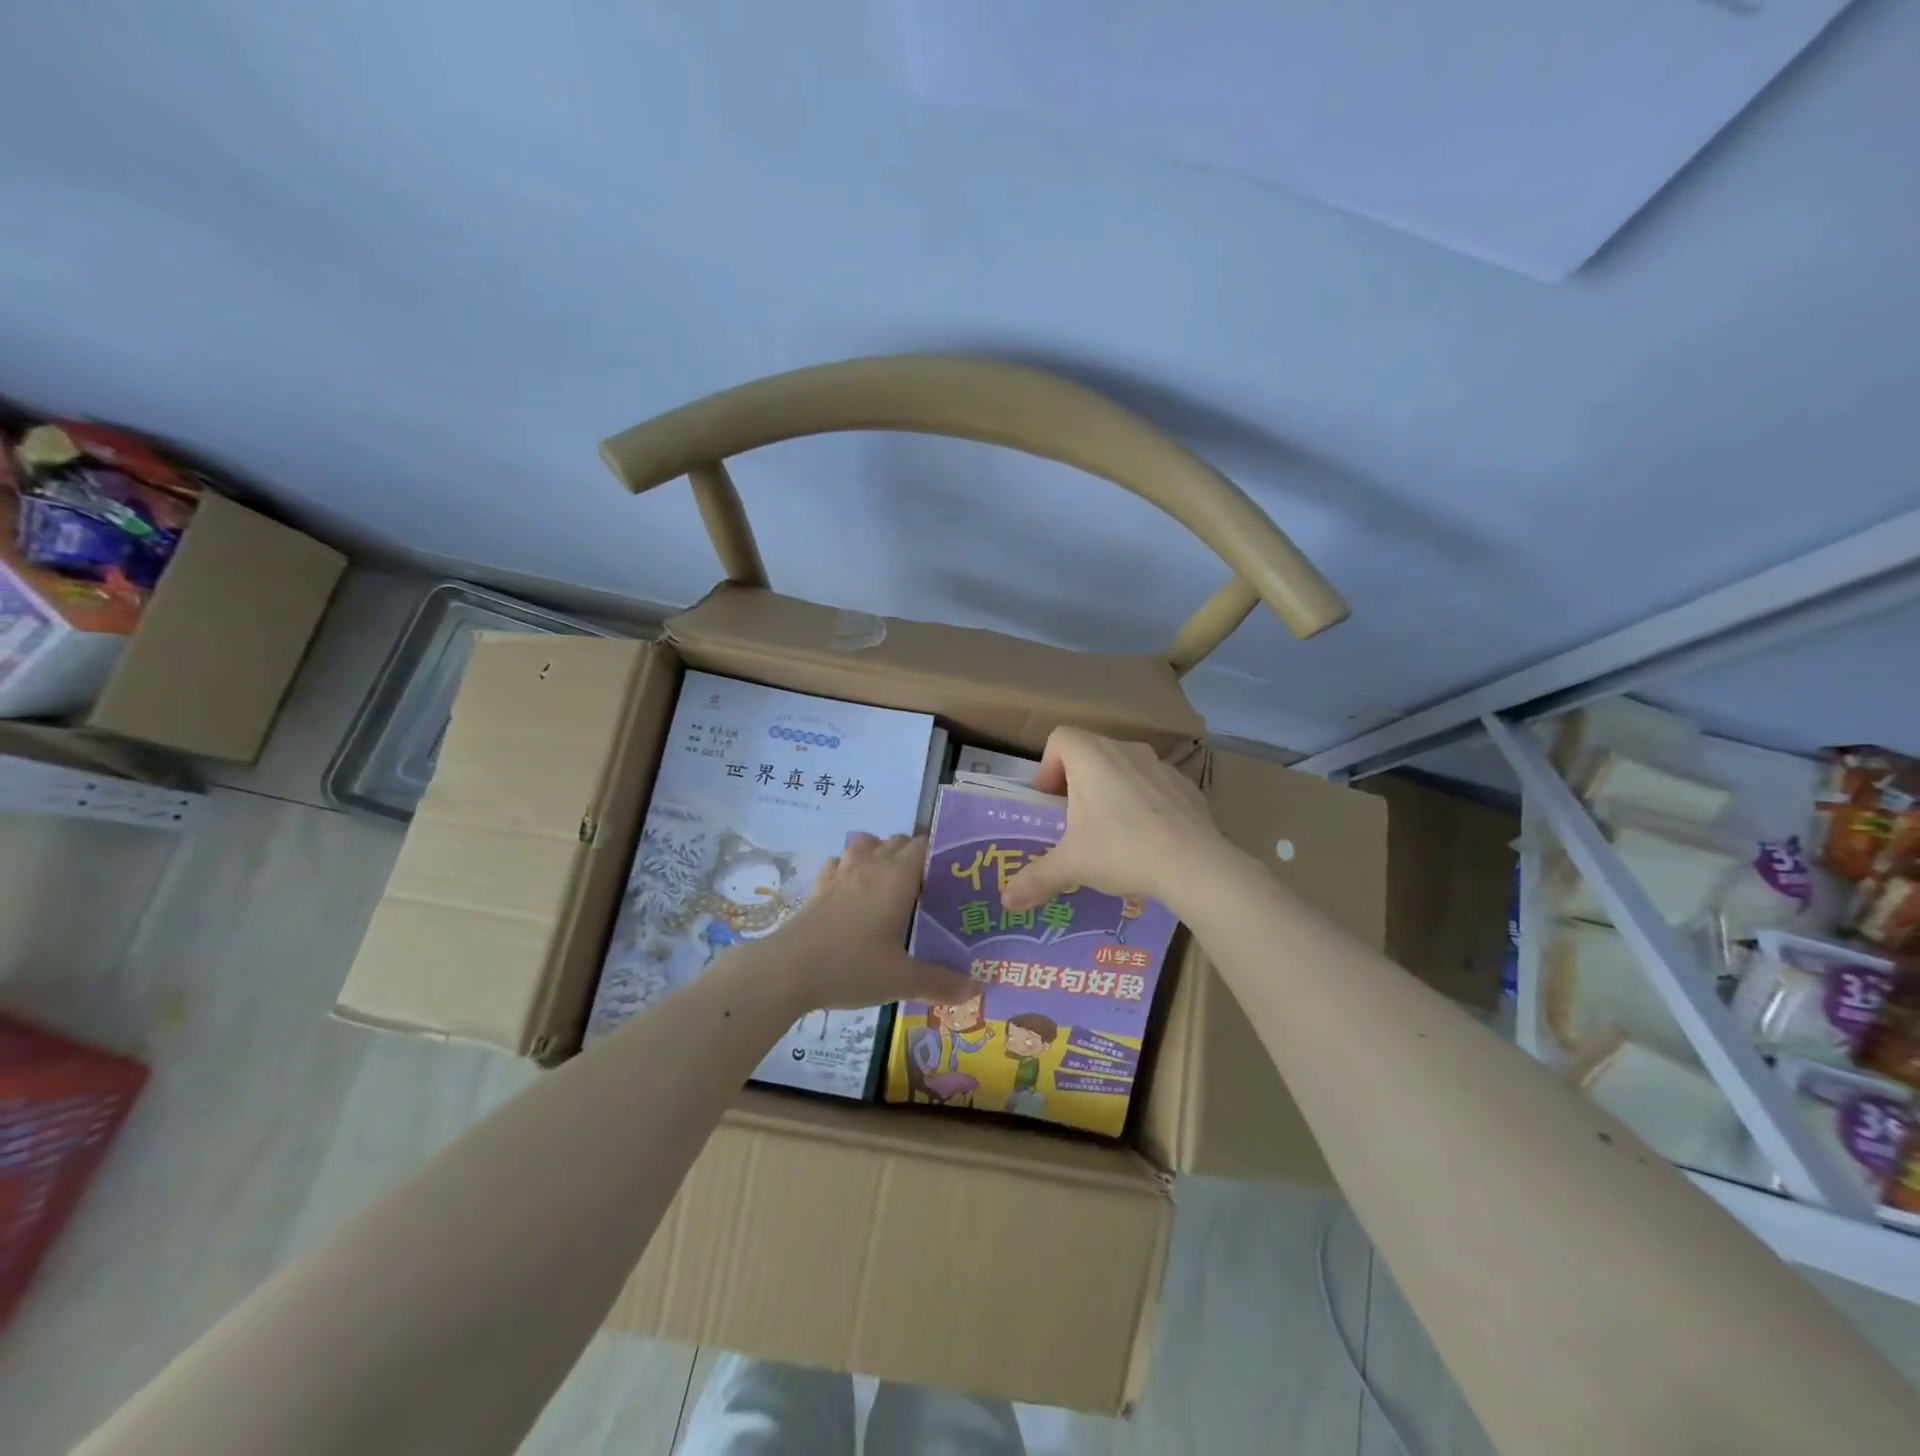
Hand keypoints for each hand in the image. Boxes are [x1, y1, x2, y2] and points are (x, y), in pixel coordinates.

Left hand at [774, 833, 974, 1011]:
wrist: (788, 970)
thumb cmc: (852, 966)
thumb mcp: (902, 980)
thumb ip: (941, 982)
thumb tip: (977, 990)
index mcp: (897, 877)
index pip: (924, 845)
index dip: (940, 854)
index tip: (953, 876)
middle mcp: (871, 865)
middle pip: (897, 841)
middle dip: (914, 856)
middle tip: (927, 888)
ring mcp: (841, 873)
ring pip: (866, 844)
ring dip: (879, 853)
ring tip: (889, 882)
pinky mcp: (818, 886)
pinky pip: (838, 863)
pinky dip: (849, 868)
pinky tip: (851, 891)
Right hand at [1002, 728, 1225, 912]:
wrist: (1195, 864)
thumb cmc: (1122, 850)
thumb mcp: (1072, 865)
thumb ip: (1037, 878)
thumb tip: (1007, 902)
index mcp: (1091, 756)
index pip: (1059, 739)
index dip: (1047, 767)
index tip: (1049, 802)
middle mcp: (1125, 750)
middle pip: (1090, 751)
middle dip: (1076, 781)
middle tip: (1073, 820)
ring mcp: (1160, 765)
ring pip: (1124, 767)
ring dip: (1111, 789)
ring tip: (1111, 831)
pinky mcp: (1186, 785)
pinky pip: (1154, 784)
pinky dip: (1144, 802)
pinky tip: (1147, 837)